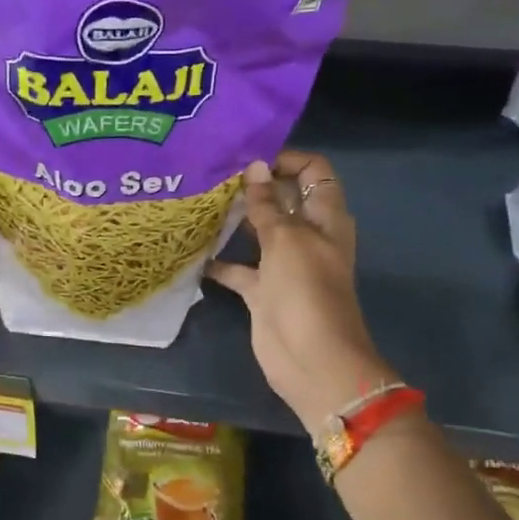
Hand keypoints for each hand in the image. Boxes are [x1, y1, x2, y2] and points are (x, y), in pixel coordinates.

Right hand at [207, 152, 395, 431]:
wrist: (311, 360)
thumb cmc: (306, 290)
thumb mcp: (287, 239)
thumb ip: (267, 205)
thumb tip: (255, 167)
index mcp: (325, 217)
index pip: (313, 171)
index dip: (285, 160)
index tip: (248, 159)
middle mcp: (307, 236)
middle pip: (282, 199)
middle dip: (253, 186)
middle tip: (212, 175)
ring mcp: (285, 265)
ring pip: (259, 232)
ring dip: (235, 220)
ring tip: (199, 203)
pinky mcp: (264, 291)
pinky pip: (239, 269)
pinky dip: (220, 262)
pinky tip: (192, 251)